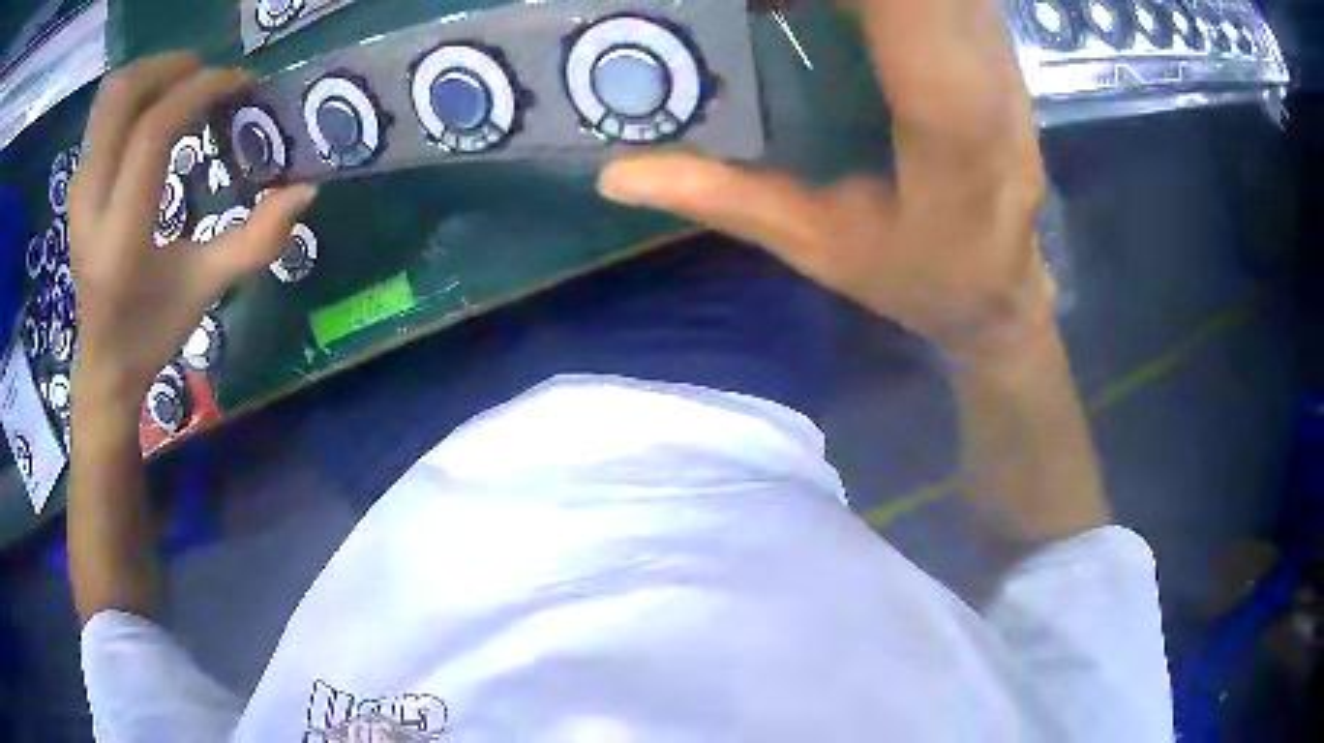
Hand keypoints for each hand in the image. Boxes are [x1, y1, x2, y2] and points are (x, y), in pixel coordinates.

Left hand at [69, 53, 316, 408]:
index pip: (153, 132)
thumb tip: (306, 190)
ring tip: (183, 81)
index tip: (239, 83)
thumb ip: (255, 241)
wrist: (103, 362)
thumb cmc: (152, 331)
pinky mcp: (77, 186)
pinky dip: (133, 94)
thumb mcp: (206, 289)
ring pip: (109, 99)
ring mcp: (79, 191)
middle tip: (207, 71)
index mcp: (121, 237)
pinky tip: (156, 106)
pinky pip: (103, 116)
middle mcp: (91, 205)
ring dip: (150, 74)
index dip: (200, 91)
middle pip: (123, 98)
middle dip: (170, 67)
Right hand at [598, 0, 1050, 357]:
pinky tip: (844, 9)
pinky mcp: (995, 57)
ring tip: (793, 4)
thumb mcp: (816, 244)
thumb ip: (724, 197)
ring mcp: (1000, 63)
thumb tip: (616, 175)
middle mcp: (988, 80)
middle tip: (773, 1)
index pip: (913, 10)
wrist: (1001, 295)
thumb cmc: (919, 279)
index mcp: (951, 127)